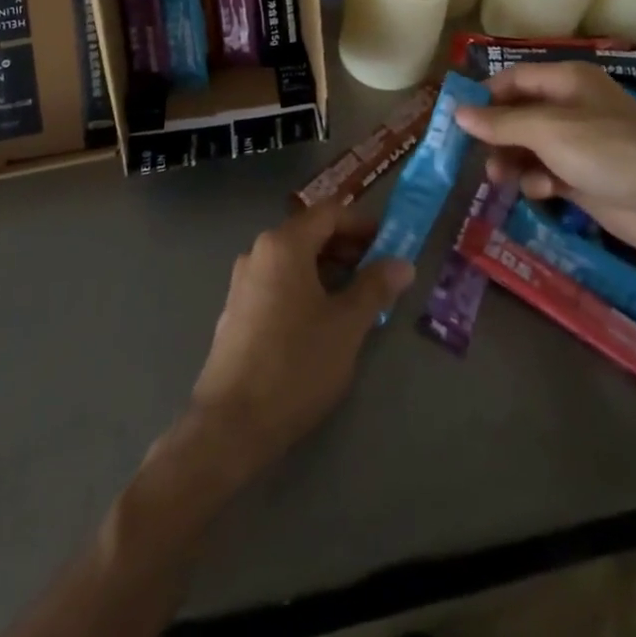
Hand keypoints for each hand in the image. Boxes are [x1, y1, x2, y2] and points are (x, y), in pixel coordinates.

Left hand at [187, 203, 412, 473]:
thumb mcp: (347, 326)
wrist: (232, 422)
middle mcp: (259, 251)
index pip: (329, 214)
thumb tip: (403, 263)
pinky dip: (305, 285)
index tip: (390, 242)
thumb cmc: (296, 364)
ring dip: (327, 268)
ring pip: (293, 259)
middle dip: (346, 246)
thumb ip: (375, 287)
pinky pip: (278, 281)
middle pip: (309, 233)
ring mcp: (244, 280)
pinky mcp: (237, 309)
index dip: (362, 224)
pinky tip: (322, 318)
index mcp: (284, 244)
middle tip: (378, 270)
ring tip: (356, 296)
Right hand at [454, 60, 635, 262]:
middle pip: (520, 114)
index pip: (515, 78)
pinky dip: (538, 180)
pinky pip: (547, 172)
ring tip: (499, 178)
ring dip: (512, 160)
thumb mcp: (547, 130)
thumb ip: (500, 122)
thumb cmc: (606, 151)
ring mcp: (580, 144)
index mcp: (568, 80)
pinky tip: (542, 191)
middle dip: (497, 134)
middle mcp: (572, 106)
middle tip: (475, 155)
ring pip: (530, 146)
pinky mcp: (585, 177)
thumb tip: (457, 113)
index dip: (486, 95)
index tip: (457, 117)